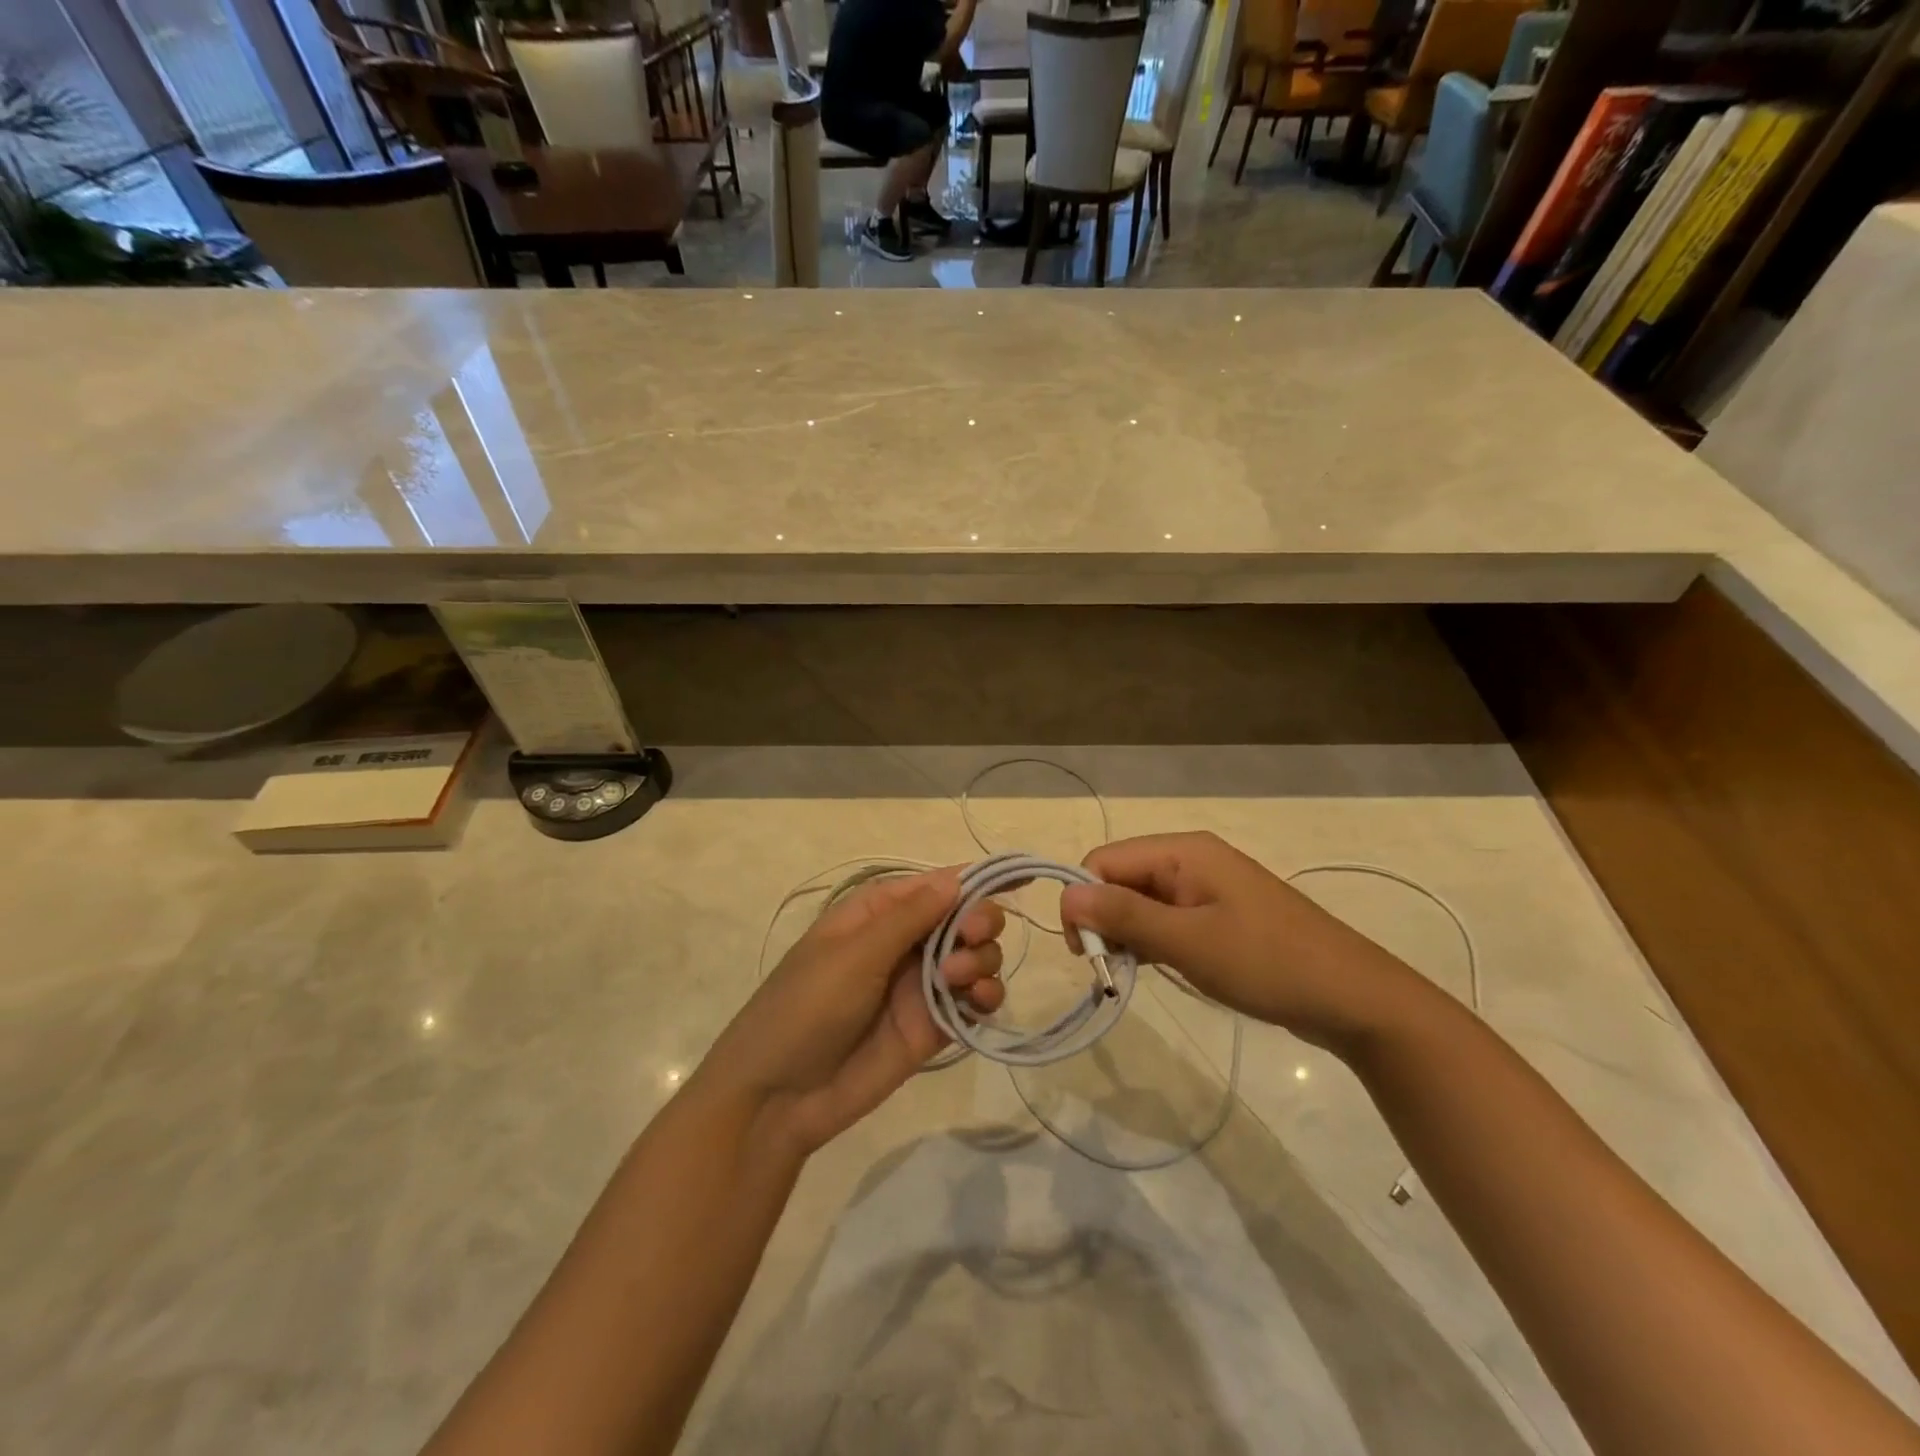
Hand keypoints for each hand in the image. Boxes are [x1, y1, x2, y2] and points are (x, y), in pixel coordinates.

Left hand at [702, 869, 1004, 1155]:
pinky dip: (987, 996)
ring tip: (956, 980)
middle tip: (969, 940)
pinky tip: (978, 1001)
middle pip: (965, 918)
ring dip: (981, 959)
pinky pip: (974, 1001)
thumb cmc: (805, 1007)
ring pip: (976, 957)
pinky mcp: (934, 1026)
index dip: (976, 880)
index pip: (937, 884)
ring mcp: (921, 984)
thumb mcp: (853, 953)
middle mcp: (906, 942)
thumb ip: (909, 916)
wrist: (779, 1097)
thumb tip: (958, 877)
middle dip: (979, 922)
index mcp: (879, 912)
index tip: (1019, 880)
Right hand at [1059, 832, 1411, 1052]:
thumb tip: (1064, 896)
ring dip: (1127, 936)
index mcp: (1182, 852)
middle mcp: (1190, 860)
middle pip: (1120, 879)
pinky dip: (1153, 942)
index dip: (1085, 903)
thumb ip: (1124, 916)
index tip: (1088, 955)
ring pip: (1141, 902)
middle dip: (1105, 921)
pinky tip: (1159, 969)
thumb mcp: (1188, 941)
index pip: (1103, 861)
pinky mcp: (1219, 915)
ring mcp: (1207, 888)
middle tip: (1110, 971)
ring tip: (1134, 975)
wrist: (1354, 999)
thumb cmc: (1267, 963)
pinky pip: (1167, 919)